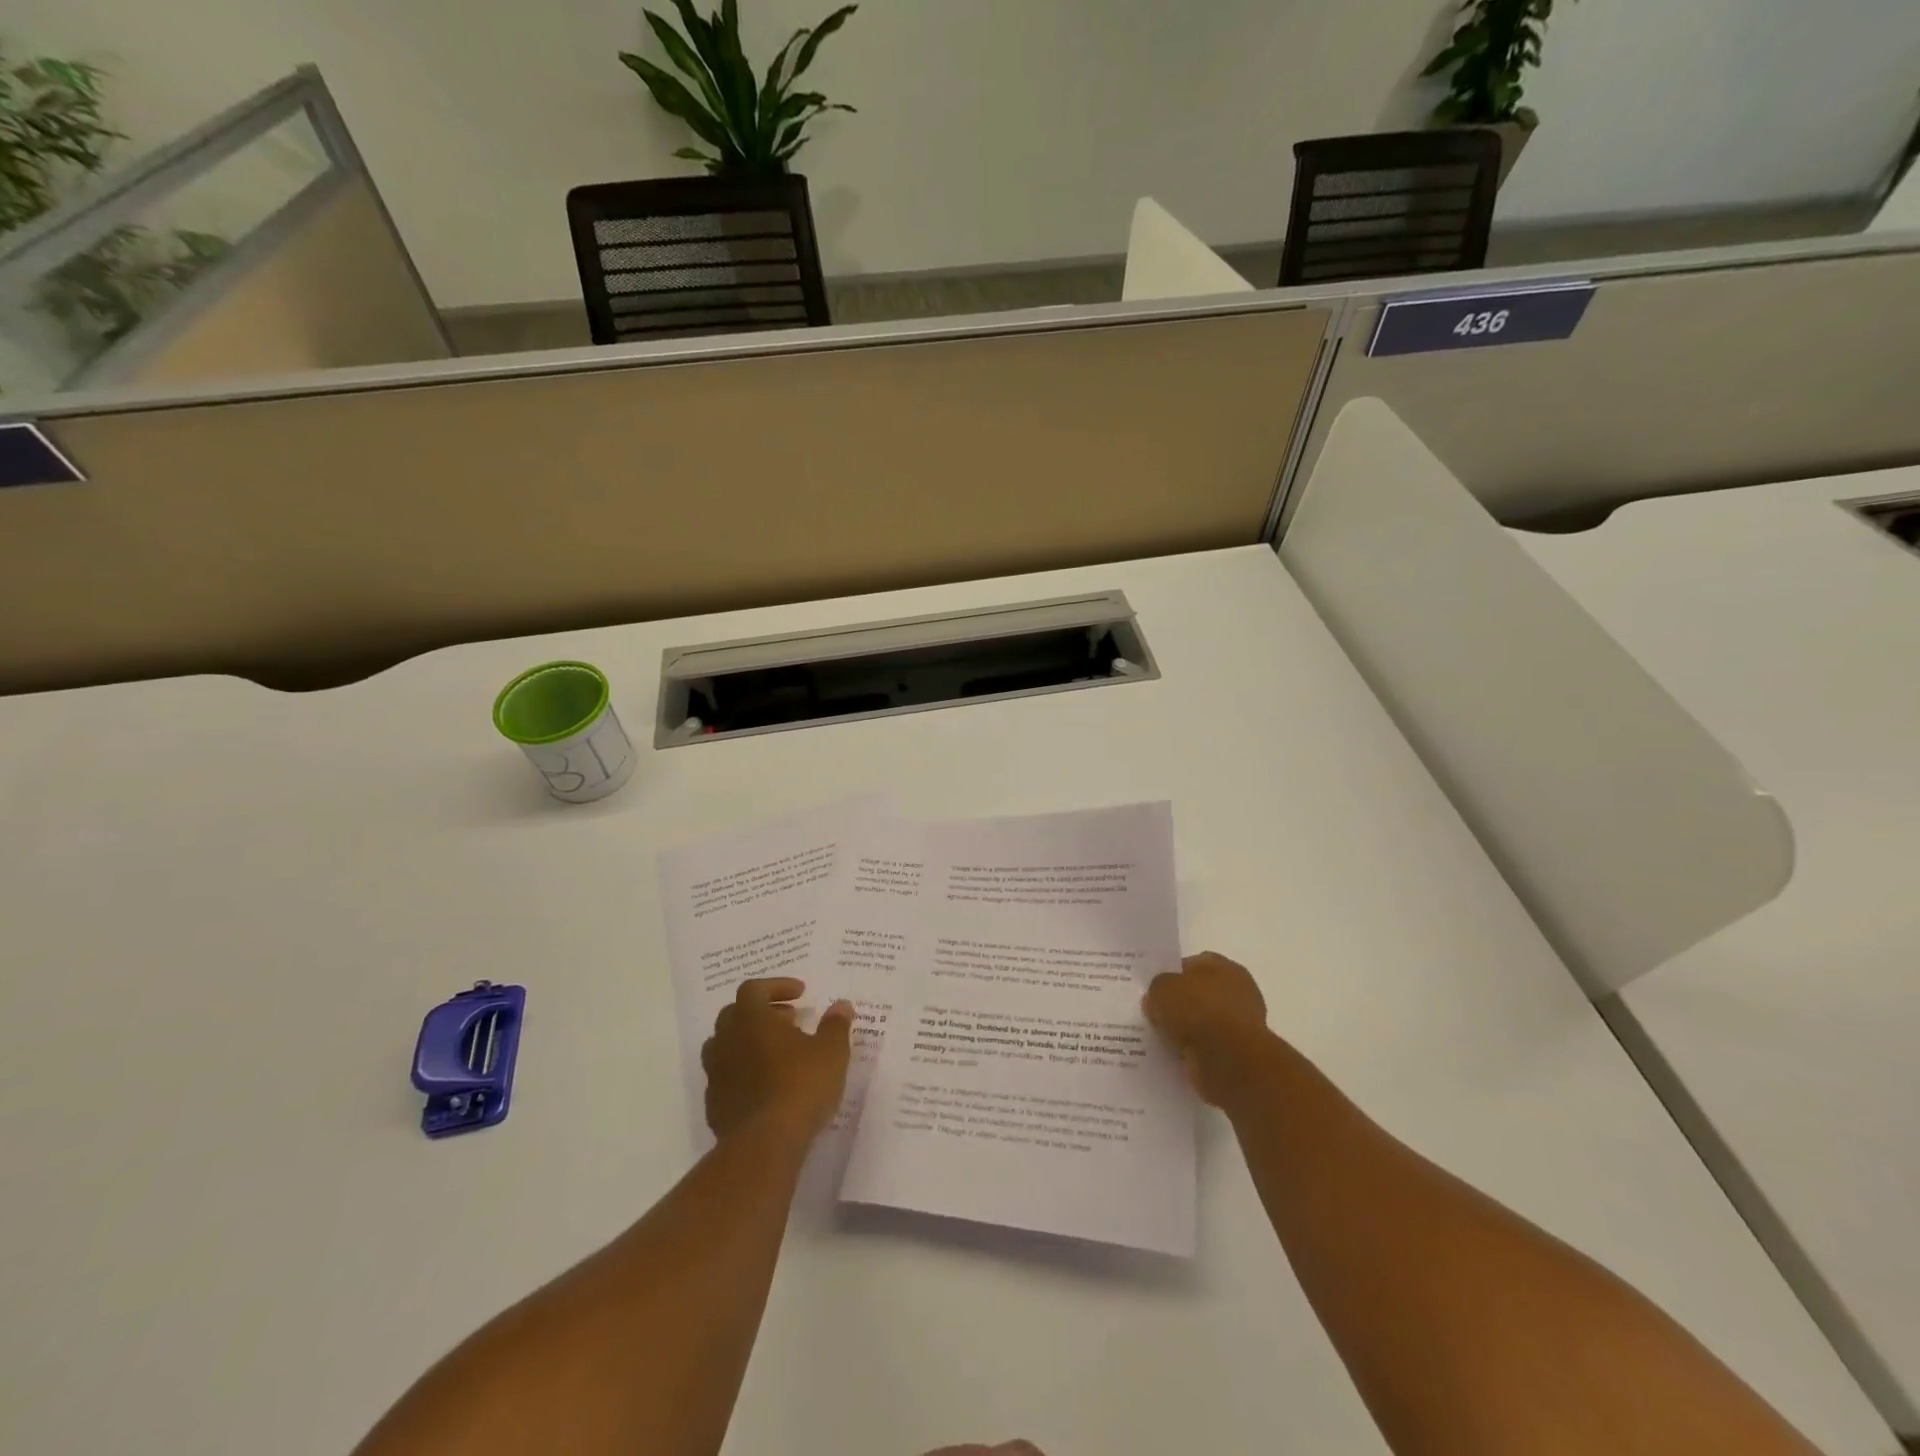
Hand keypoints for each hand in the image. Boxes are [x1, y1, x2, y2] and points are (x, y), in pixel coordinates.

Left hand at [702, 978, 853, 1140]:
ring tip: (778, 1052)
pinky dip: (744, 1072)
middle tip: (790, 1020)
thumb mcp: (831, 1051)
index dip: (777, 986)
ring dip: (750, 1042)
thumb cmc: (801, 1085)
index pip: (754, 988)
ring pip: (726, 1046)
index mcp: (751, 1019)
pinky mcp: (714, 1105)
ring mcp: (716, 1074)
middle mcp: (726, 1040)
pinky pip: (726, 1077)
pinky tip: (767, 1086)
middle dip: (763, 1012)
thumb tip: (841, 1005)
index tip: (800, 994)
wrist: (765, 1144)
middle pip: (735, 1014)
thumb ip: (835, 1025)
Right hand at [1142, 952, 1269, 1105]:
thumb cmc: (1198, 1011)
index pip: (1192, 964)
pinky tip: (1178, 1055)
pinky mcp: (1239, 1053)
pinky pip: (1208, 1047)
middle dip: (1180, 1004)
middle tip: (1156, 1015)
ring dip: (1187, 1030)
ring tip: (1163, 1038)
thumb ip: (1156, 988)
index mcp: (1223, 965)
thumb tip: (1157, 1000)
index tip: (1154, 991)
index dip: (1171, 975)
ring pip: (1204, 1022)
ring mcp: (1241, 1023)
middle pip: (1199, 994)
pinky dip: (1195, 1051)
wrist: (1230, 1060)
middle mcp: (1237, 990)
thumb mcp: (1161, 988)